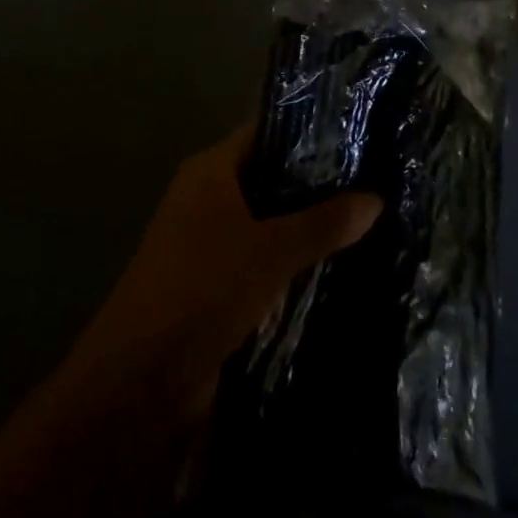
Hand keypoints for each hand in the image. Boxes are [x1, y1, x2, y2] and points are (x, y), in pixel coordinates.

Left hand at [58, 124, 380, 417]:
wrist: (139, 385)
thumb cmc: (201, 291)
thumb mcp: (270, 252)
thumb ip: (324, 223)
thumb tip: (377, 198)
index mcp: (211, 171)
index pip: (268, 133)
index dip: (311, 132)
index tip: (361, 134)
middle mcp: (210, 199)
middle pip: (273, 179)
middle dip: (320, 184)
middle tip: (378, 178)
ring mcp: (213, 244)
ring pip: (273, 224)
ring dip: (311, 228)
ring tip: (373, 219)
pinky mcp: (219, 287)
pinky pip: (267, 262)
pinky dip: (297, 263)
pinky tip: (343, 265)